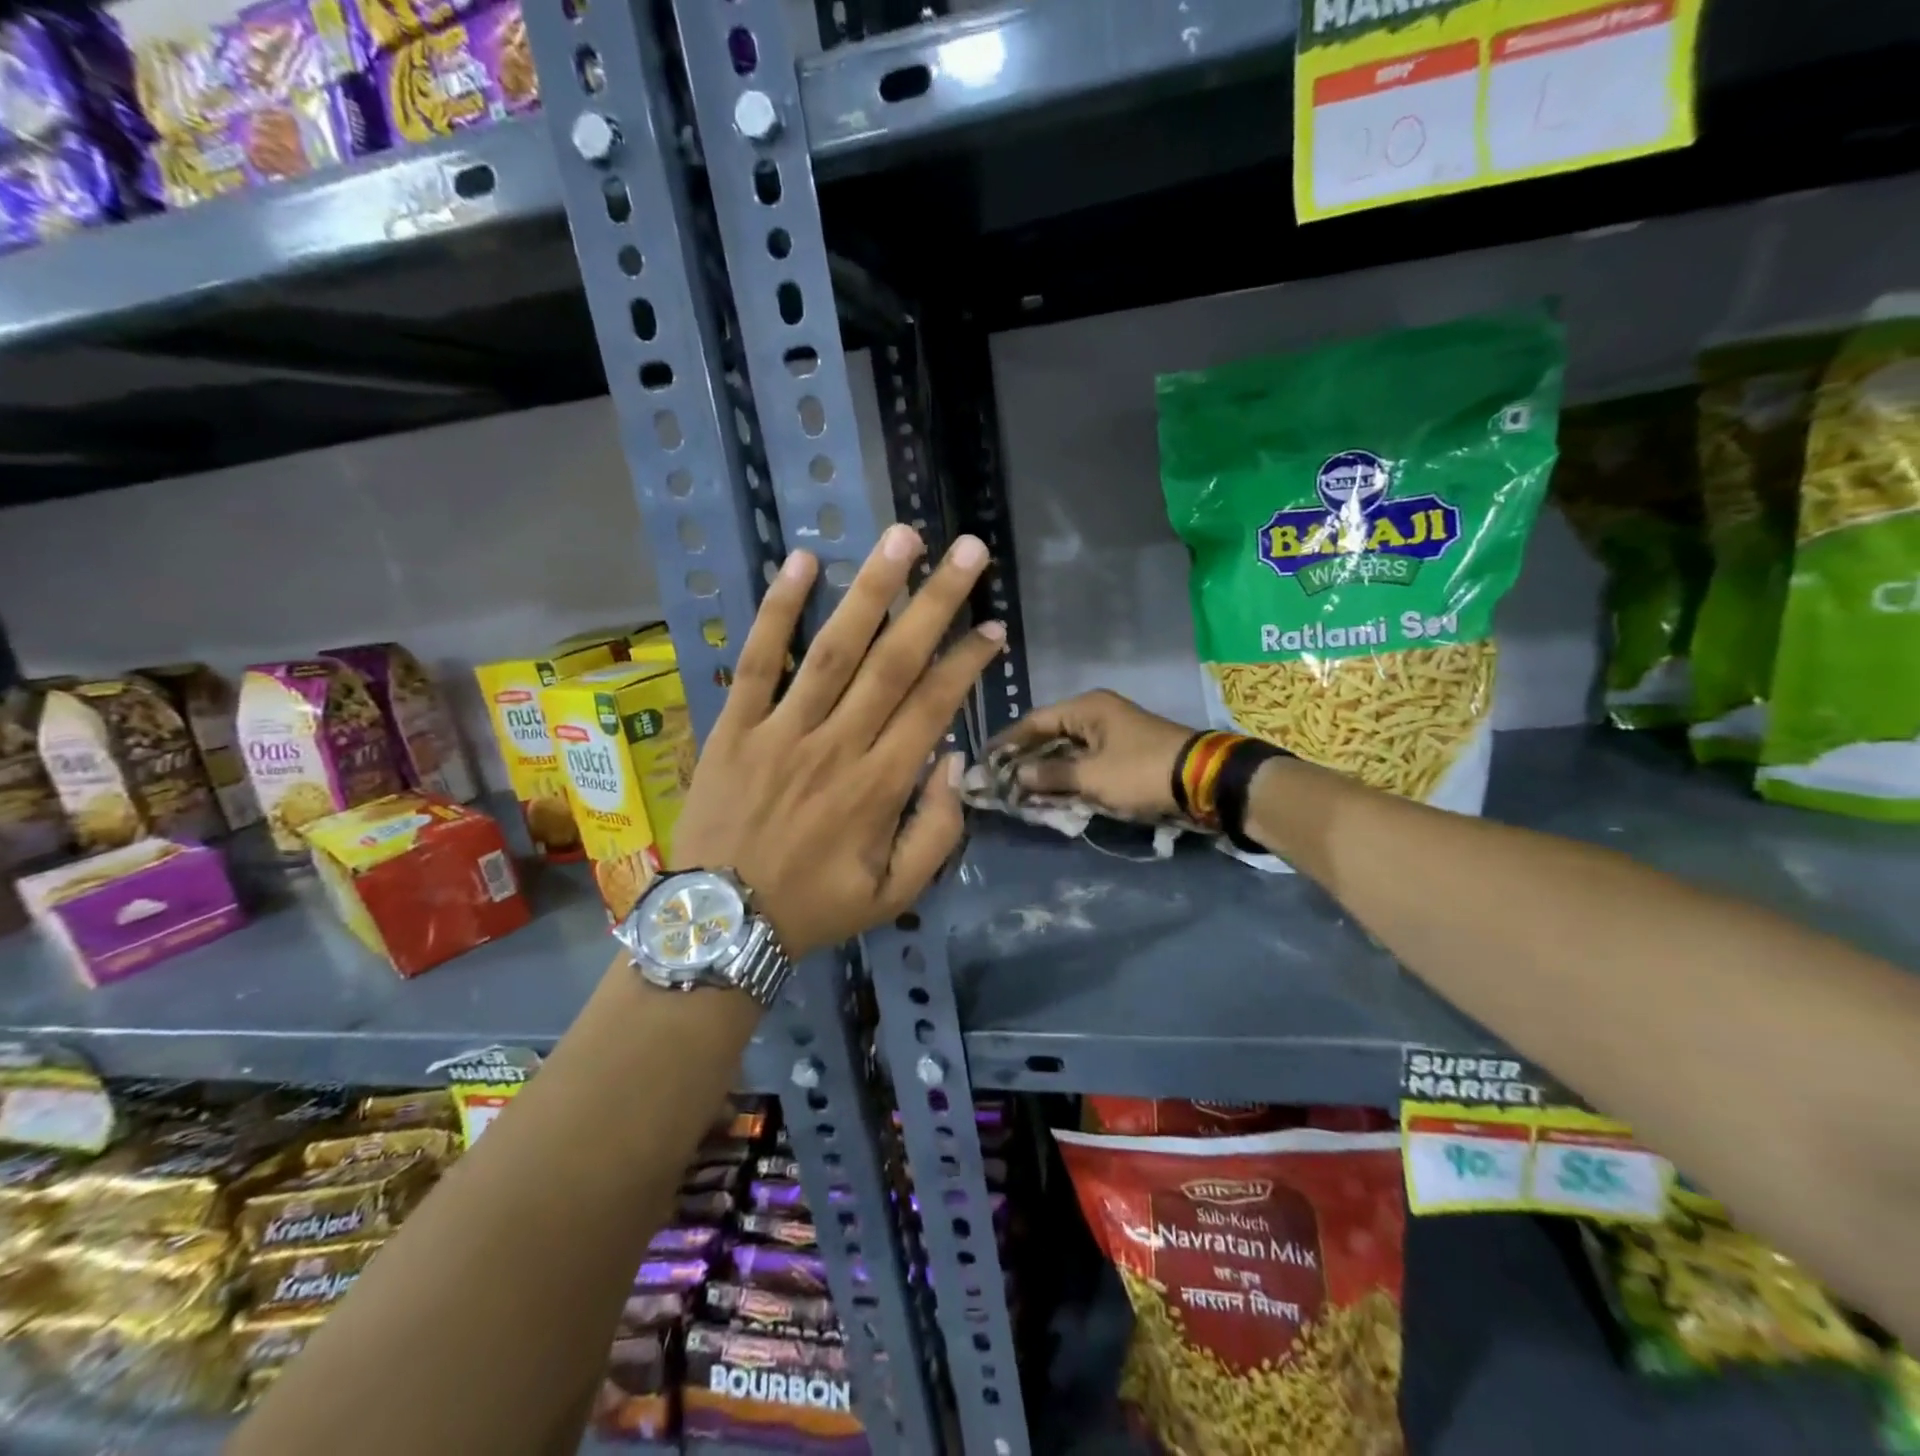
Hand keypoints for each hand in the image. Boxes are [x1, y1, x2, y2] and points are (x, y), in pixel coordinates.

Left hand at [671, 525, 1004, 958]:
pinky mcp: (734, 726)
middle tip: (968, 551)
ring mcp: (781, 731)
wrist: (720, 924)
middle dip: (936, 603)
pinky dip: (777, 611)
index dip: (968, 662)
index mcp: (880, 786)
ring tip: (902, 538)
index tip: (993, 627)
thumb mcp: (894, 894)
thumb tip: (953, 762)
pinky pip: (757, 661)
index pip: (934, 706)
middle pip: (895, 662)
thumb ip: (937, 833)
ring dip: (871, 590)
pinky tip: (802, 562)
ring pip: (834, 649)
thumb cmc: (814, 908)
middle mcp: (837, 746)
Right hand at [986, 690, 1195, 819]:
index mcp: (1087, 707)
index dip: (1007, 741)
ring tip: (1021, 790)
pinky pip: (1086, 761)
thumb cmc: (1141, 772)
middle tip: (1000, 779)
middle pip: (1050, 734)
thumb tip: (1017, 776)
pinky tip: (1053, 793)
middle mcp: (1097, 713)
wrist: (1204, 780)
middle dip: (1025, 758)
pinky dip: (1069, 776)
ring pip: (1068, 750)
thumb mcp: (1091, 777)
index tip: (985, 760)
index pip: (1034, 721)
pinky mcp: (1125, 752)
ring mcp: (1113, 732)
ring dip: (1047, 769)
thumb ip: (1050, 775)